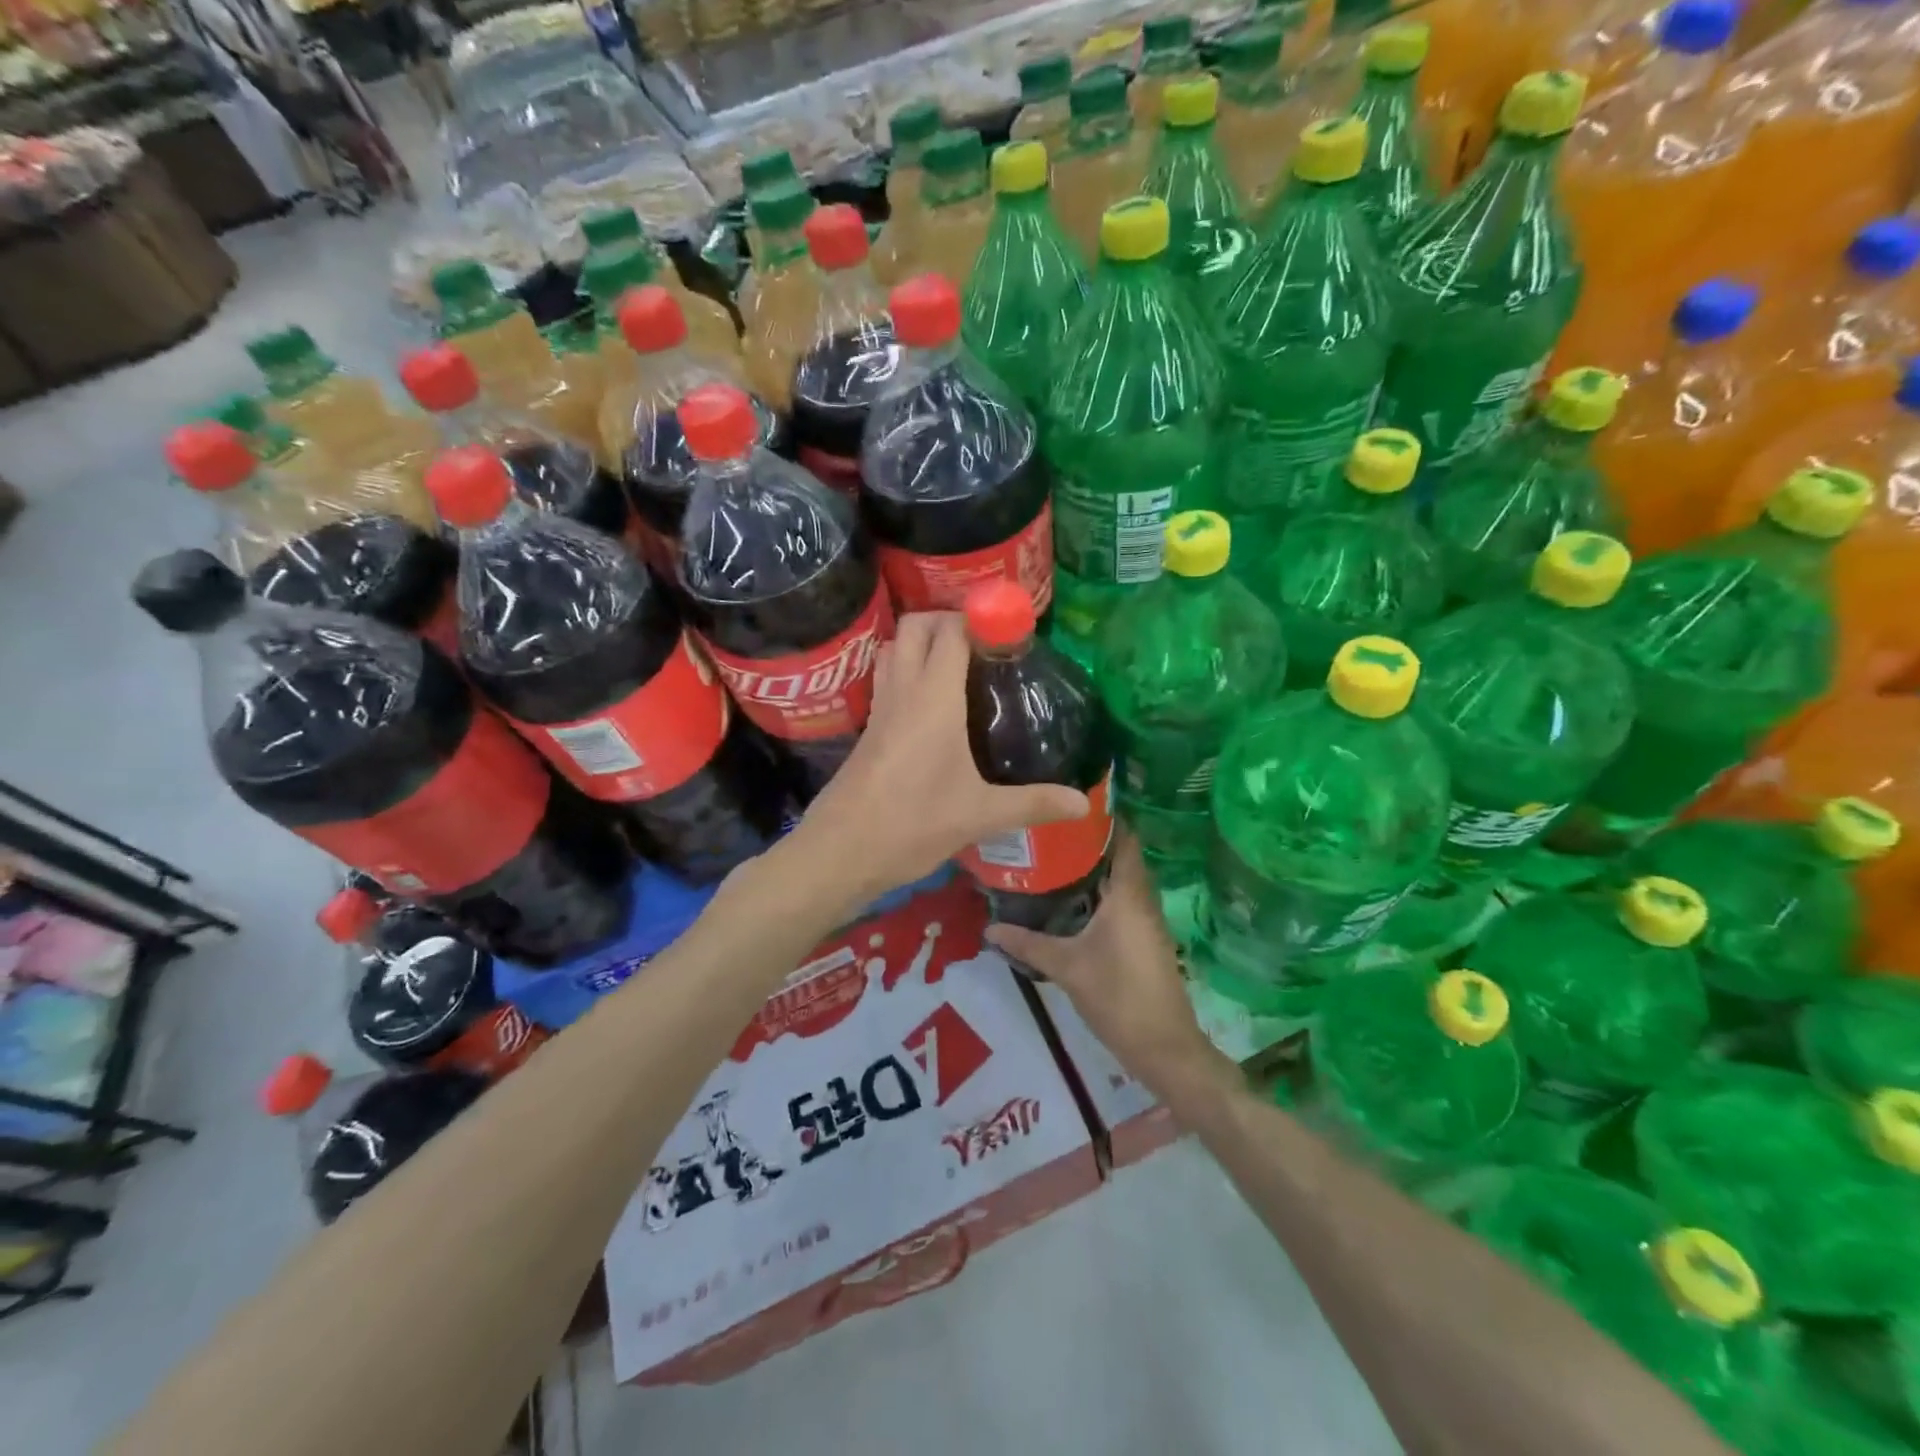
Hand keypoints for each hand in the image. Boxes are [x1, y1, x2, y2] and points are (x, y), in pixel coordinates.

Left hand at [792, 612, 1089, 908]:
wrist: (841, 851)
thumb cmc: (913, 824)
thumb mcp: (980, 815)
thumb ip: (1033, 803)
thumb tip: (1083, 803)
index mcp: (933, 698)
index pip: (951, 631)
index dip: (979, 618)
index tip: (1010, 630)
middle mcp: (903, 690)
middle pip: (915, 626)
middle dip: (947, 619)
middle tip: (984, 643)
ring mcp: (880, 707)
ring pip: (895, 648)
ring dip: (922, 642)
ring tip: (959, 665)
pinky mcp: (868, 728)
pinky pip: (887, 678)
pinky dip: (907, 670)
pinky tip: (931, 704)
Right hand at [984, 834, 1238, 1103]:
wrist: (1164, 1047)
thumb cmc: (1118, 997)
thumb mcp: (1067, 968)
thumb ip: (1028, 944)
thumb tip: (988, 927)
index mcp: (1129, 894)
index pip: (1124, 838)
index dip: (1102, 817)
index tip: (1069, 802)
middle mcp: (1143, 899)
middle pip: (1121, 855)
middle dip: (1089, 840)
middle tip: (1049, 828)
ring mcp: (1147, 920)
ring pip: (1122, 879)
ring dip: (1095, 866)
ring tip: (1053, 854)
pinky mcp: (1145, 938)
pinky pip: (1123, 899)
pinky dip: (1101, 890)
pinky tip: (1072, 897)